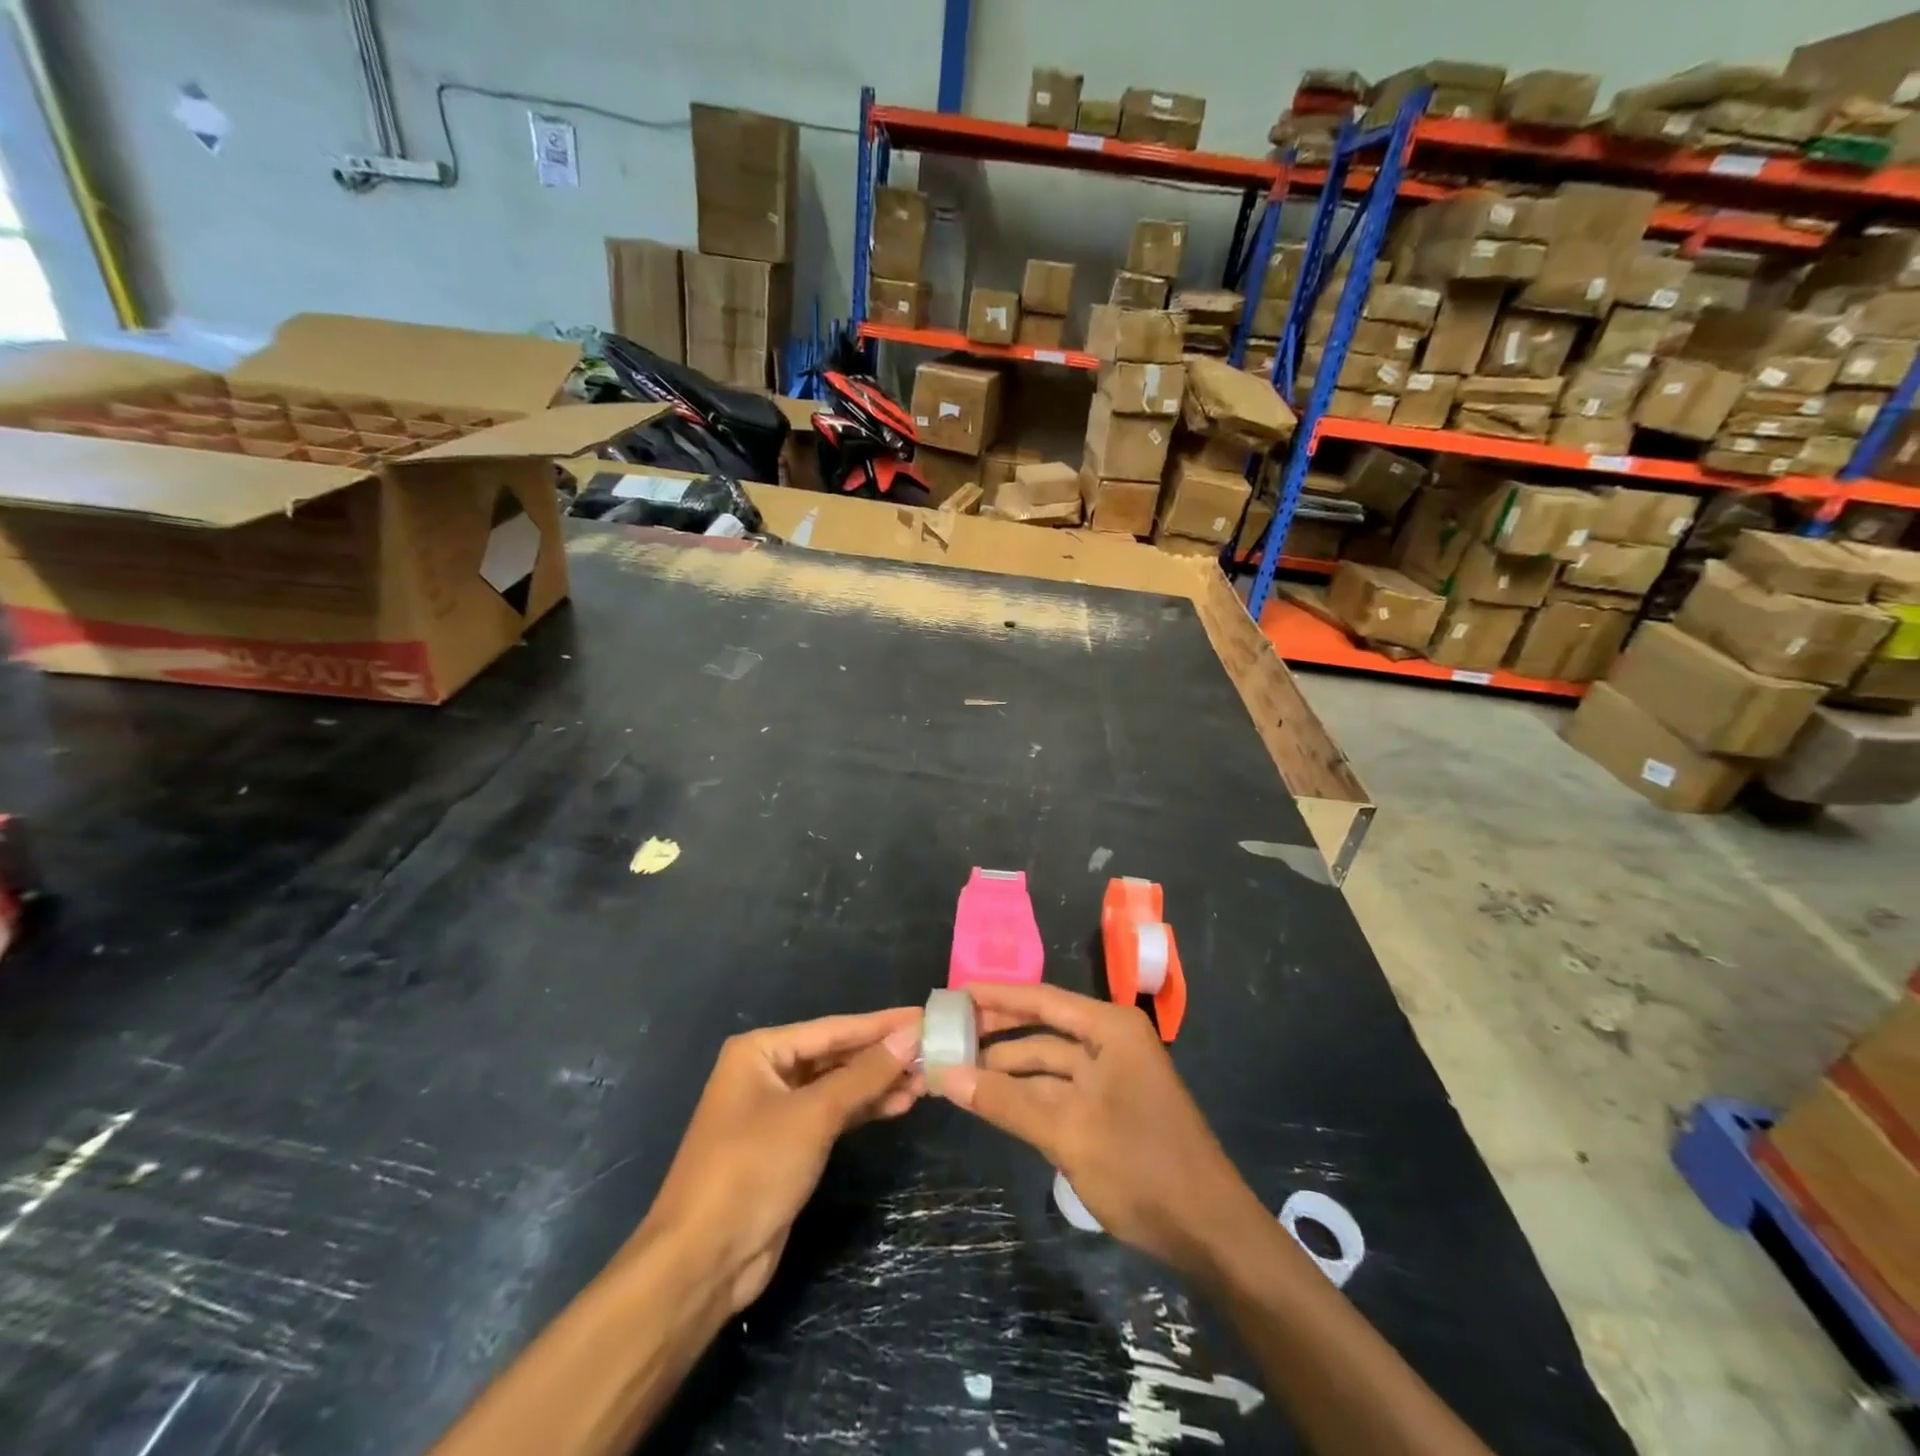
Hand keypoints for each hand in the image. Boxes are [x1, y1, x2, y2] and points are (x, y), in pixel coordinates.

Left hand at [639, 1009, 922, 1311]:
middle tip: (934, 1051)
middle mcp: (767, 1072)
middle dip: (883, 1056)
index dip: (882, 1024)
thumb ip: (864, 1074)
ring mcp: (777, 1110)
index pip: (834, 1028)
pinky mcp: (789, 1145)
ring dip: (879, 1084)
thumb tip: (911, 1035)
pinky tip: (899, 1104)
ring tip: (926, 1080)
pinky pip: (833, 1114)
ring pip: (838, 1086)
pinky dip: (864, 1109)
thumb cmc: (752, 1170)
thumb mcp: (813, 1116)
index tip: (925, 1016)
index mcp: (761, 1050)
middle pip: (836, 1055)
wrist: (702, 1261)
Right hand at [937, 983, 1260, 1273]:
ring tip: (956, 1073)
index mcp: (1110, 1029)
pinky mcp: (1108, 1111)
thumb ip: (1005, 1101)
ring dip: (1006, 1071)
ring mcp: (1110, 1078)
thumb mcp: (1067, 1131)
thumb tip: (946, 1075)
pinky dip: (1025, 1097)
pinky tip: (990, 1101)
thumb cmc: (1141, 1166)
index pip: (1041, 999)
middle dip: (996, 1035)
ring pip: (1046, 1065)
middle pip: (1041, 1030)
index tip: (954, 995)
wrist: (1209, 1233)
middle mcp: (1109, 1043)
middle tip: (945, 1036)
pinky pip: (1057, 1093)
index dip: (996, 996)